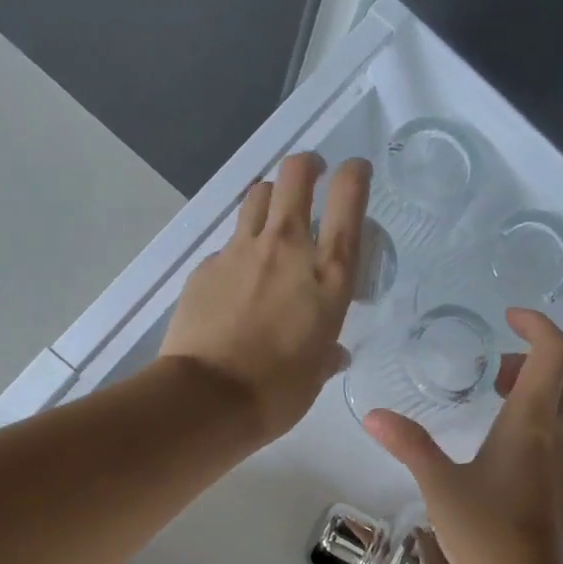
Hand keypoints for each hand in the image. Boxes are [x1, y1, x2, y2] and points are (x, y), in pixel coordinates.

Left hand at [160, 152, 369, 442]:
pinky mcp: (207, 265)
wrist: (207, 398)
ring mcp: (241, 252)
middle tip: (310, 174)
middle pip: (295, 175)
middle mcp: (287, 249)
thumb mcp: (315, 375)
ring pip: (257, 195)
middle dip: (306, 165)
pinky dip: (238, 249)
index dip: (354, 174)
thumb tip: (333, 354)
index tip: (355, 171)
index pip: (349, 200)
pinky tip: (236, 277)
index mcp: (328, 275)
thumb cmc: (276, 392)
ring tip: (273, 216)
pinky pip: (228, 242)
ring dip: (270, 196)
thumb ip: (327, 354)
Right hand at [365, 309, 562, 563]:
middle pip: (561, 375)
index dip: (537, 324)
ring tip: (491, 396)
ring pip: (560, 404)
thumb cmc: (485, 532)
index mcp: (533, 422)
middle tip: (490, 367)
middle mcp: (558, 434)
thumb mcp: (439, 485)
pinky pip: (556, 430)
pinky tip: (498, 441)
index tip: (506, 318)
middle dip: (529, 357)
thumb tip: (375, 416)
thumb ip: (409, 444)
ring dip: (532, 388)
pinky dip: (534, 415)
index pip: (555, 352)